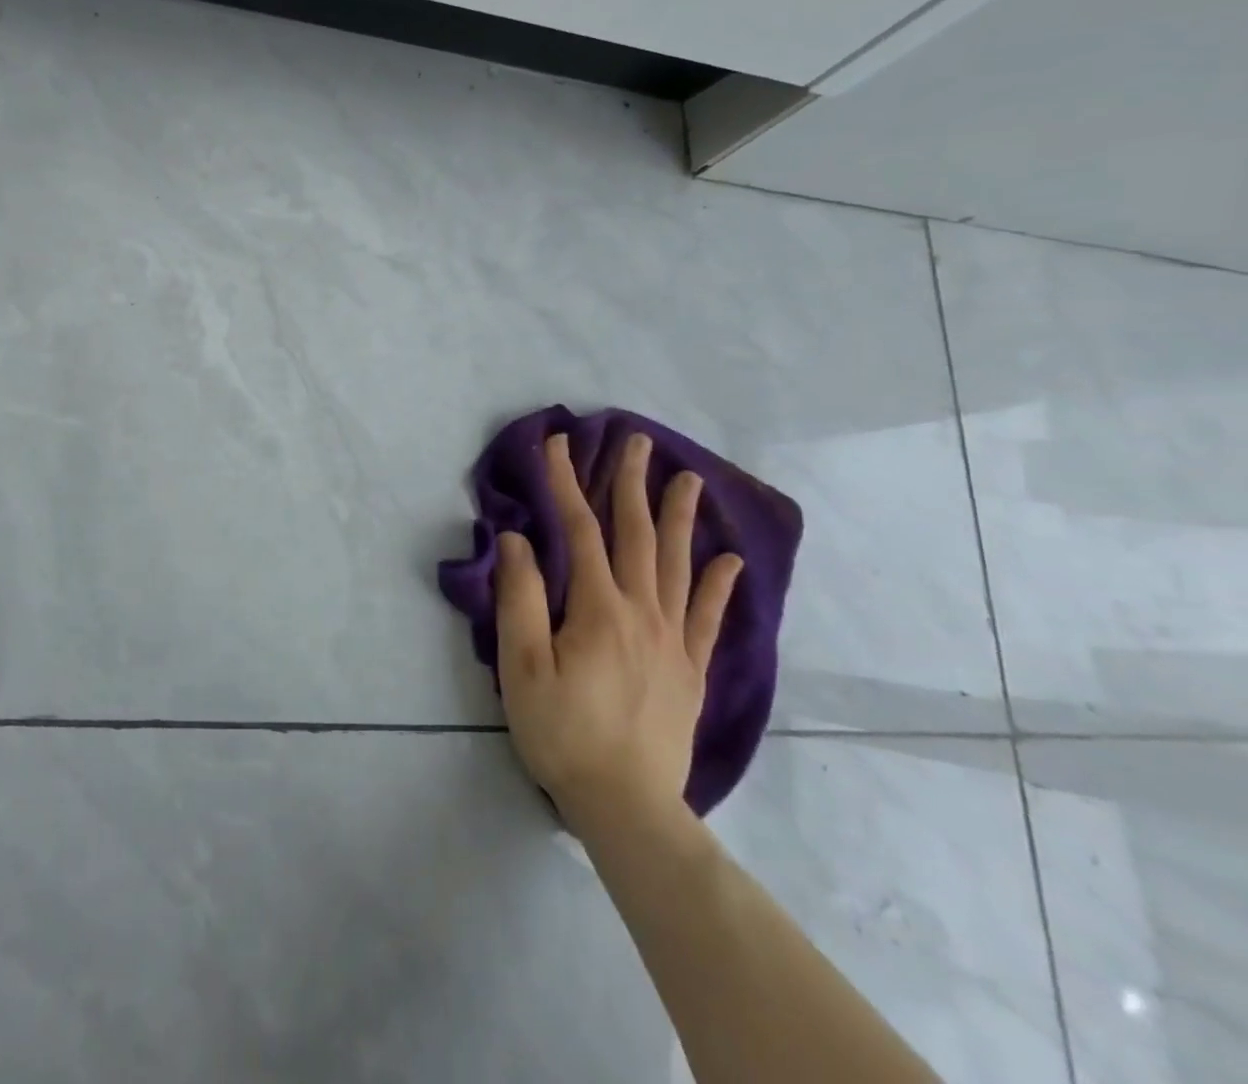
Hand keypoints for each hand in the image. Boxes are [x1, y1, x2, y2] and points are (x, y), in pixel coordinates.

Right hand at [495, 432, 742, 824]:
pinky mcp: (690, 670)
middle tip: (637, 441)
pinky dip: (718, 586)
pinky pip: (708, 619)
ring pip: (678, 566)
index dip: (567, 482)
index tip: (559, 443)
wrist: (626, 807)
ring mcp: (673, 640)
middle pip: (638, 535)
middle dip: (633, 484)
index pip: (580, 529)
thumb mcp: (523, 665)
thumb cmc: (562, 732)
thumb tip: (517, 539)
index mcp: (598, 608)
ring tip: (690, 480)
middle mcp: (642, 612)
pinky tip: (730, 561)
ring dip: (681, 519)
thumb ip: (520, 598)